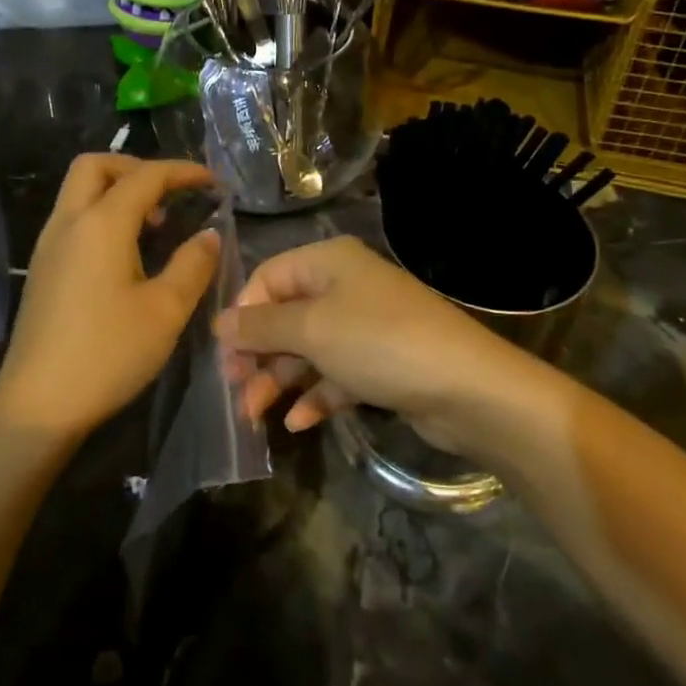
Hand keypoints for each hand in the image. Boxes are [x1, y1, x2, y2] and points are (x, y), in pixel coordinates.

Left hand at [0, 155, 219, 443]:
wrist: (38, 404)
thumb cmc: (108, 353)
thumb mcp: (166, 310)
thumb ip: (193, 263)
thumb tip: (209, 233)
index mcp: (101, 223)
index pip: (146, 176)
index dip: (184, 172)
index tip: (215, 183)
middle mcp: (68, 222)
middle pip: (97, 166)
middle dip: (138, 168)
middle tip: (171, 194)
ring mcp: (49, 245)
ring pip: (80, 191)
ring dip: (118, 191)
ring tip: (156, 225)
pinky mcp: (42, 269)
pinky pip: (73, 218)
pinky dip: (102, 215)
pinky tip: (127, 253)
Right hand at [219, 236, 541, 462]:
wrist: (467, 389)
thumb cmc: (379, 343)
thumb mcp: (311, 330)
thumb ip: (261, 326)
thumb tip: (219, 323)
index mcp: (329, 262)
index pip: (268, 277)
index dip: (244, 312)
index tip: (225, 353)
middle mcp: (345, 287)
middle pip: (285, 316)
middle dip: (258, 353)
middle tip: (234, 390)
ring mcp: (365, 327)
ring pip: (308, 350)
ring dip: (279, 380)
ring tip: (254, 415)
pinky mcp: (380, 364)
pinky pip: (335, 375)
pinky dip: (315, 396)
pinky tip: (297, 423)